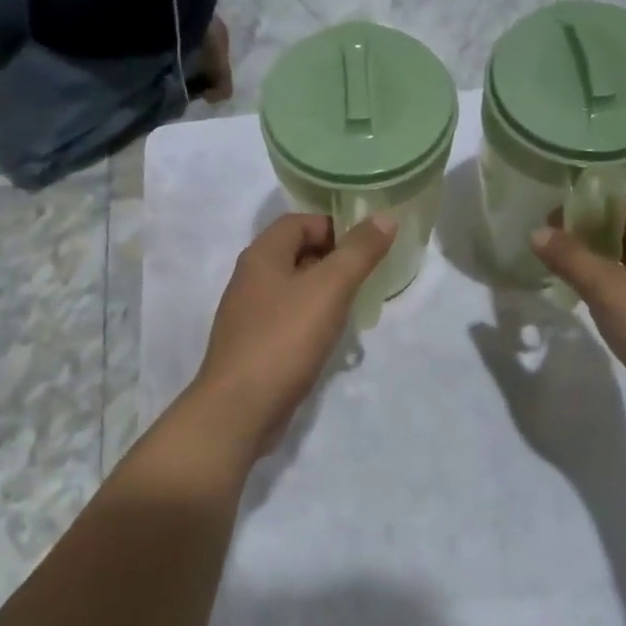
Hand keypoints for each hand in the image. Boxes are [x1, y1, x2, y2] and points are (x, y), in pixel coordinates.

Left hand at [191, 213, 396, 459]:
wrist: (240, 407)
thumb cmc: (284, 338)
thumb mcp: (329, 288)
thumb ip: (359, 252)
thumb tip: (385, 217)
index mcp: (261, 256)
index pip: (299, 222)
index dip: (334, 226)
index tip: (367, 247)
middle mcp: (250, 279)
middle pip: (296, 254)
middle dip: (333, 261)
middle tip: (367, 277)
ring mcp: (249, 315)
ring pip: (294, 290)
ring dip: (325, 293)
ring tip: (355, 308)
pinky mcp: (255, 346)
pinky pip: (288, 321)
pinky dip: (312, 322)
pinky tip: (330, 340)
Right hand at [531, 198, 625, 440]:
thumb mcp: (611, 290)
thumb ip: (573, 259)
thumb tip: (538, 231)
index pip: (617, 204)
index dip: (579, 207)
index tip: (542, 222)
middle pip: (622, 231)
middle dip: (583, 235)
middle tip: (542, 249)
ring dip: (594, 265)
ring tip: (556, 275)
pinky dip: (608, 292)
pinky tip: (587, 307)